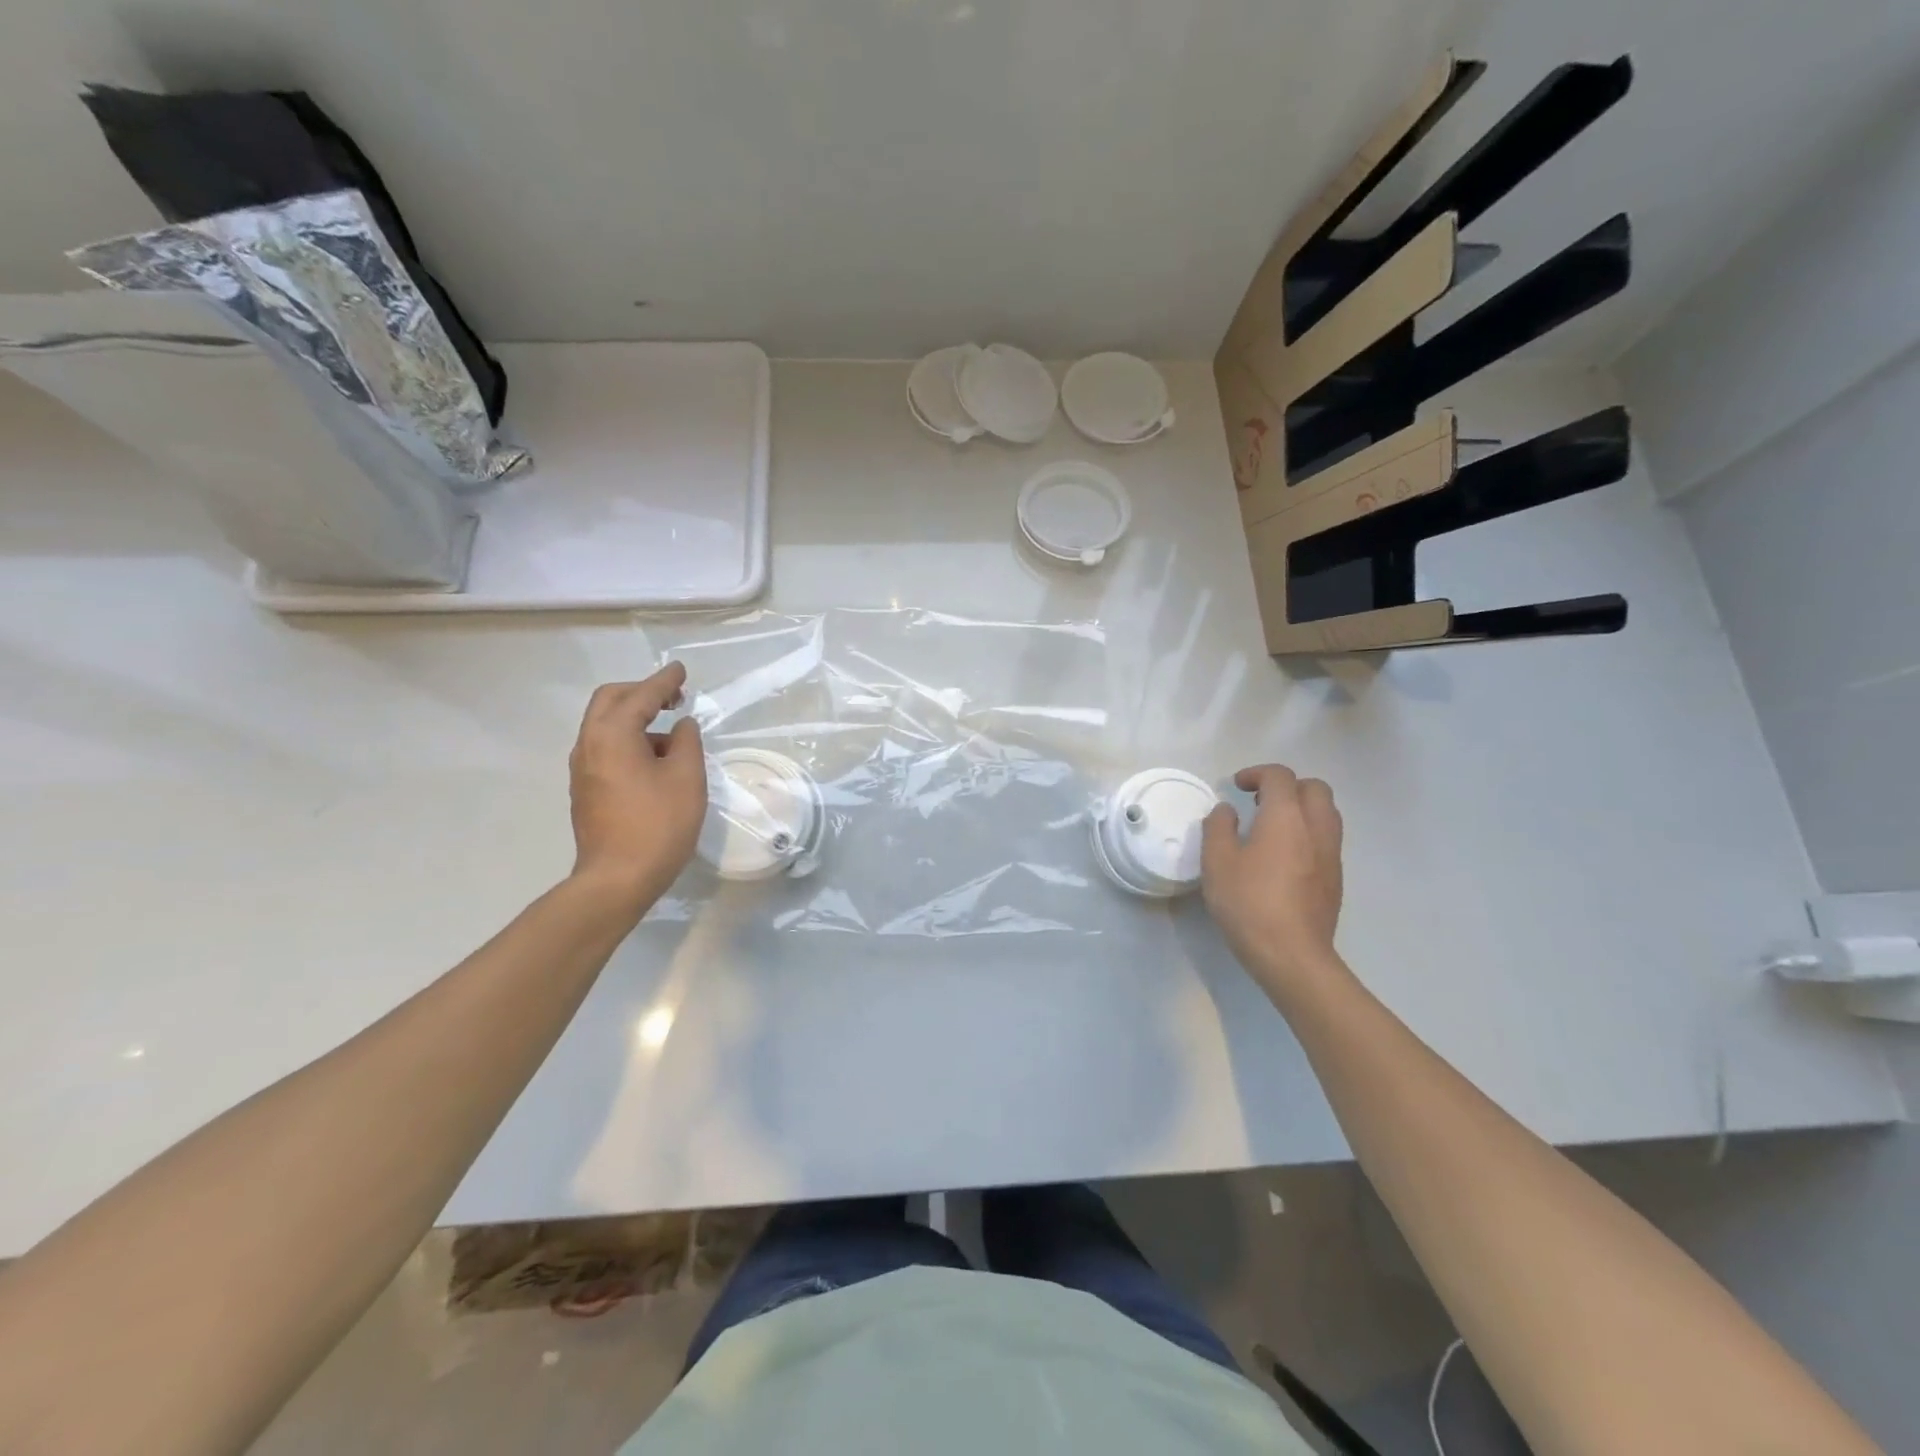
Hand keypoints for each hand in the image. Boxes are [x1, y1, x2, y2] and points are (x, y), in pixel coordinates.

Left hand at [567, 663, 706, 911]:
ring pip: (605, 725)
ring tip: (670, 733)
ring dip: (635, 718)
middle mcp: (589, 744)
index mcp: (612, 735)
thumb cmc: (658, 824)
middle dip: (642, 692)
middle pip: (610, 702)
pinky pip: (605, 748)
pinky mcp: (585, 789)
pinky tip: (653, 759)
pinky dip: (628, 739)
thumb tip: (681, 727)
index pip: (640, 696)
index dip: (664, 681)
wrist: (617, 879)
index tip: (681, 670)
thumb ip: (687, 742)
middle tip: (673, 696)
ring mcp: (582, 768)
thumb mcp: (686, 778)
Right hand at [1201, 765, 1346, 1002]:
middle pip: (1315, 788)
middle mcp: (1316, 828)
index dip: (1257, 773)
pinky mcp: (1335, 879)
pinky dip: (1308, 833)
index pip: (1280, 777)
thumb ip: (1218, 827)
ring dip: (1301, 808)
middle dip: (1287, 786)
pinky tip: (1284, 857)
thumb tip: (1227, 811)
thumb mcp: (1217, 862)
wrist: (1292, 955)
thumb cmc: (1248, 903)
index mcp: (1286, 817)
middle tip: (1259, 802)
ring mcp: (1331, 855)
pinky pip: (1326, 839)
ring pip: (1326, 813)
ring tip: (1272, 827)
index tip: (1237, 787)